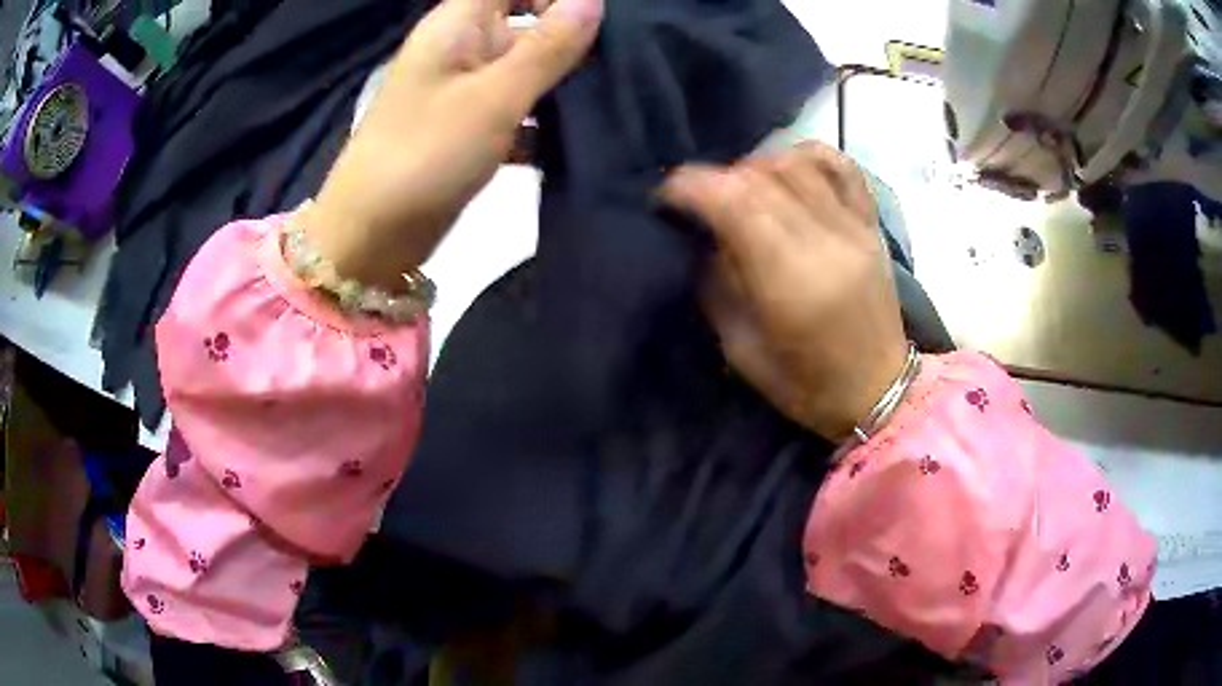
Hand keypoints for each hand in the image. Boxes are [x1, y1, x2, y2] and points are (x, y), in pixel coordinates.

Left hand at [304, 0, 603, 290]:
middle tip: (616, 66)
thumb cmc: (426, 154)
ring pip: (524, 69)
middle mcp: (461, 48)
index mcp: (457, 25)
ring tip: (606, 102)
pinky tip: (574, 141)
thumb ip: (548, 46)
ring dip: (561, 83)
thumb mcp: (494, 96)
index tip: (595, 21)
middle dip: (569, 40)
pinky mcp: (467, 128)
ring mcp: (463, 90)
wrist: (371, 235)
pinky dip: (542, 122)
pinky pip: (515, 109)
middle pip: (525, 23)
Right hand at [660, 142, 908, 439]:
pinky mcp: (871, 224)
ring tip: (742, 191)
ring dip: (756, 168)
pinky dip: (807, 156)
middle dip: (715, 180)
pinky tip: (789, 171)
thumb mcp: (741, 350)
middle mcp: (824, 241)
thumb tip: (702, 236)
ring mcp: (853, 227)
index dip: (690, 187)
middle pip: (759, 177)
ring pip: (795, 164)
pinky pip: (841, 167)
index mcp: (790, 280)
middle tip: (699, 203)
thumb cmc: (806, 385)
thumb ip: (717, 285)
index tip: (666, 198)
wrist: (878, 391)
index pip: (734, 201)